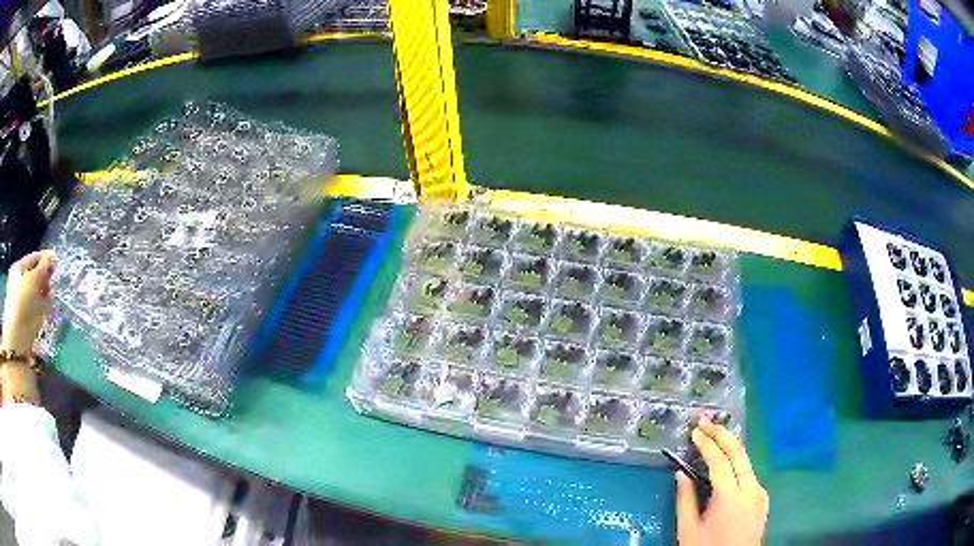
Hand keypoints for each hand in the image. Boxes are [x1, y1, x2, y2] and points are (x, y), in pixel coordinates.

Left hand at [3, 250, 54, 353]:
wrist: (18, 339)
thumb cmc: (22, 302)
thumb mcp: (33, 280)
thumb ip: (42, 268)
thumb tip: (50, 259)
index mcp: (18, 268)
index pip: (33, 258)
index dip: (44, 257)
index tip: (56, 258)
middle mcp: (19, 282)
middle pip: (34, 275)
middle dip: (44, 276)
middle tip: (54, 277)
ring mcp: (23, 303)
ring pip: (36, 293)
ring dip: (44, 292)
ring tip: (51, 294)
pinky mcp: (27, 320)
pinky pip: (37, 308)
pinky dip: (43, 307)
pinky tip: (48, 309)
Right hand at [676, 416, 768, 545]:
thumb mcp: (688, 531)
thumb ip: (685, 500)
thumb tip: (680, 474)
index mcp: (731, 498)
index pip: (720, 461)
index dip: (707, 443)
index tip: (695, 430)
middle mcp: (751, 489)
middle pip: (739, 452)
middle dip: (722, 433)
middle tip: (705, 420)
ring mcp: (760, 492)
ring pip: (746, 461)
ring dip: (730, 446)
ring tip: (713, 434)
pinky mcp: (762, 498)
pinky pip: (749, 474)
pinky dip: (736, 463)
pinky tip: (725, 462)